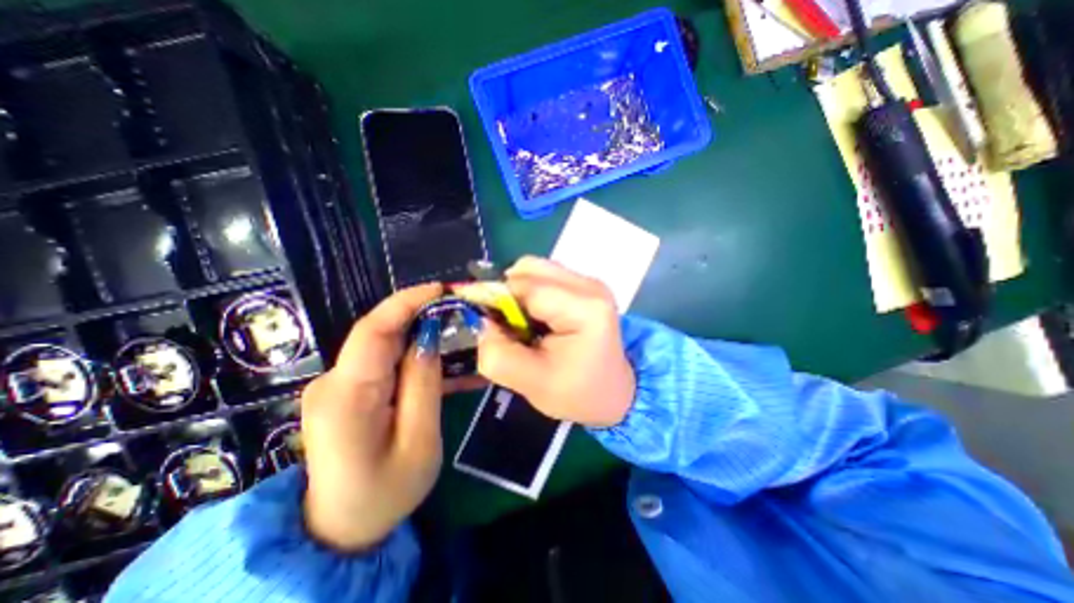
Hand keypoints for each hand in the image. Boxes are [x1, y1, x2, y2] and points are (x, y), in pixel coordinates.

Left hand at [299, 284, 441, 552]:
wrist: (339, 530)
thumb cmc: (385, 492)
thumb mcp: (419, 440)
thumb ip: (423, 384)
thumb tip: (430, 337)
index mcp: (347, 396)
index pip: (373, 331)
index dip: (406, 302)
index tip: (440, 289)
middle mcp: (332, 382)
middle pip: (379, 334)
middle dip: (419, 315)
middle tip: (458, 310)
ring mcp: (335, 386)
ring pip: (382, 346)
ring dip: (418, 334)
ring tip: (454, 330)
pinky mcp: (345, 391)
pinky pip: (382, 362)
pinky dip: (410, 354)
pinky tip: (436, 356)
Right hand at [474, 259, 631, 428]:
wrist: (615, 393)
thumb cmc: (579, 393)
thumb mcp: (532, 384)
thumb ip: (497, 354)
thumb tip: (480, 321)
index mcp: (584, 308)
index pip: (527, 286)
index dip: (495, 296)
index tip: (476, 313)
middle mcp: (590, 285)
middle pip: (530, 268)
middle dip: (506, 292)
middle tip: (503, 324)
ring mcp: (590, 282)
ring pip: (536, 269)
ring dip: (518, 292)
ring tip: (521, 323)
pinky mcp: (585, 286)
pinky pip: (545, 277)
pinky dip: (530, 293)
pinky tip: (535, 318)